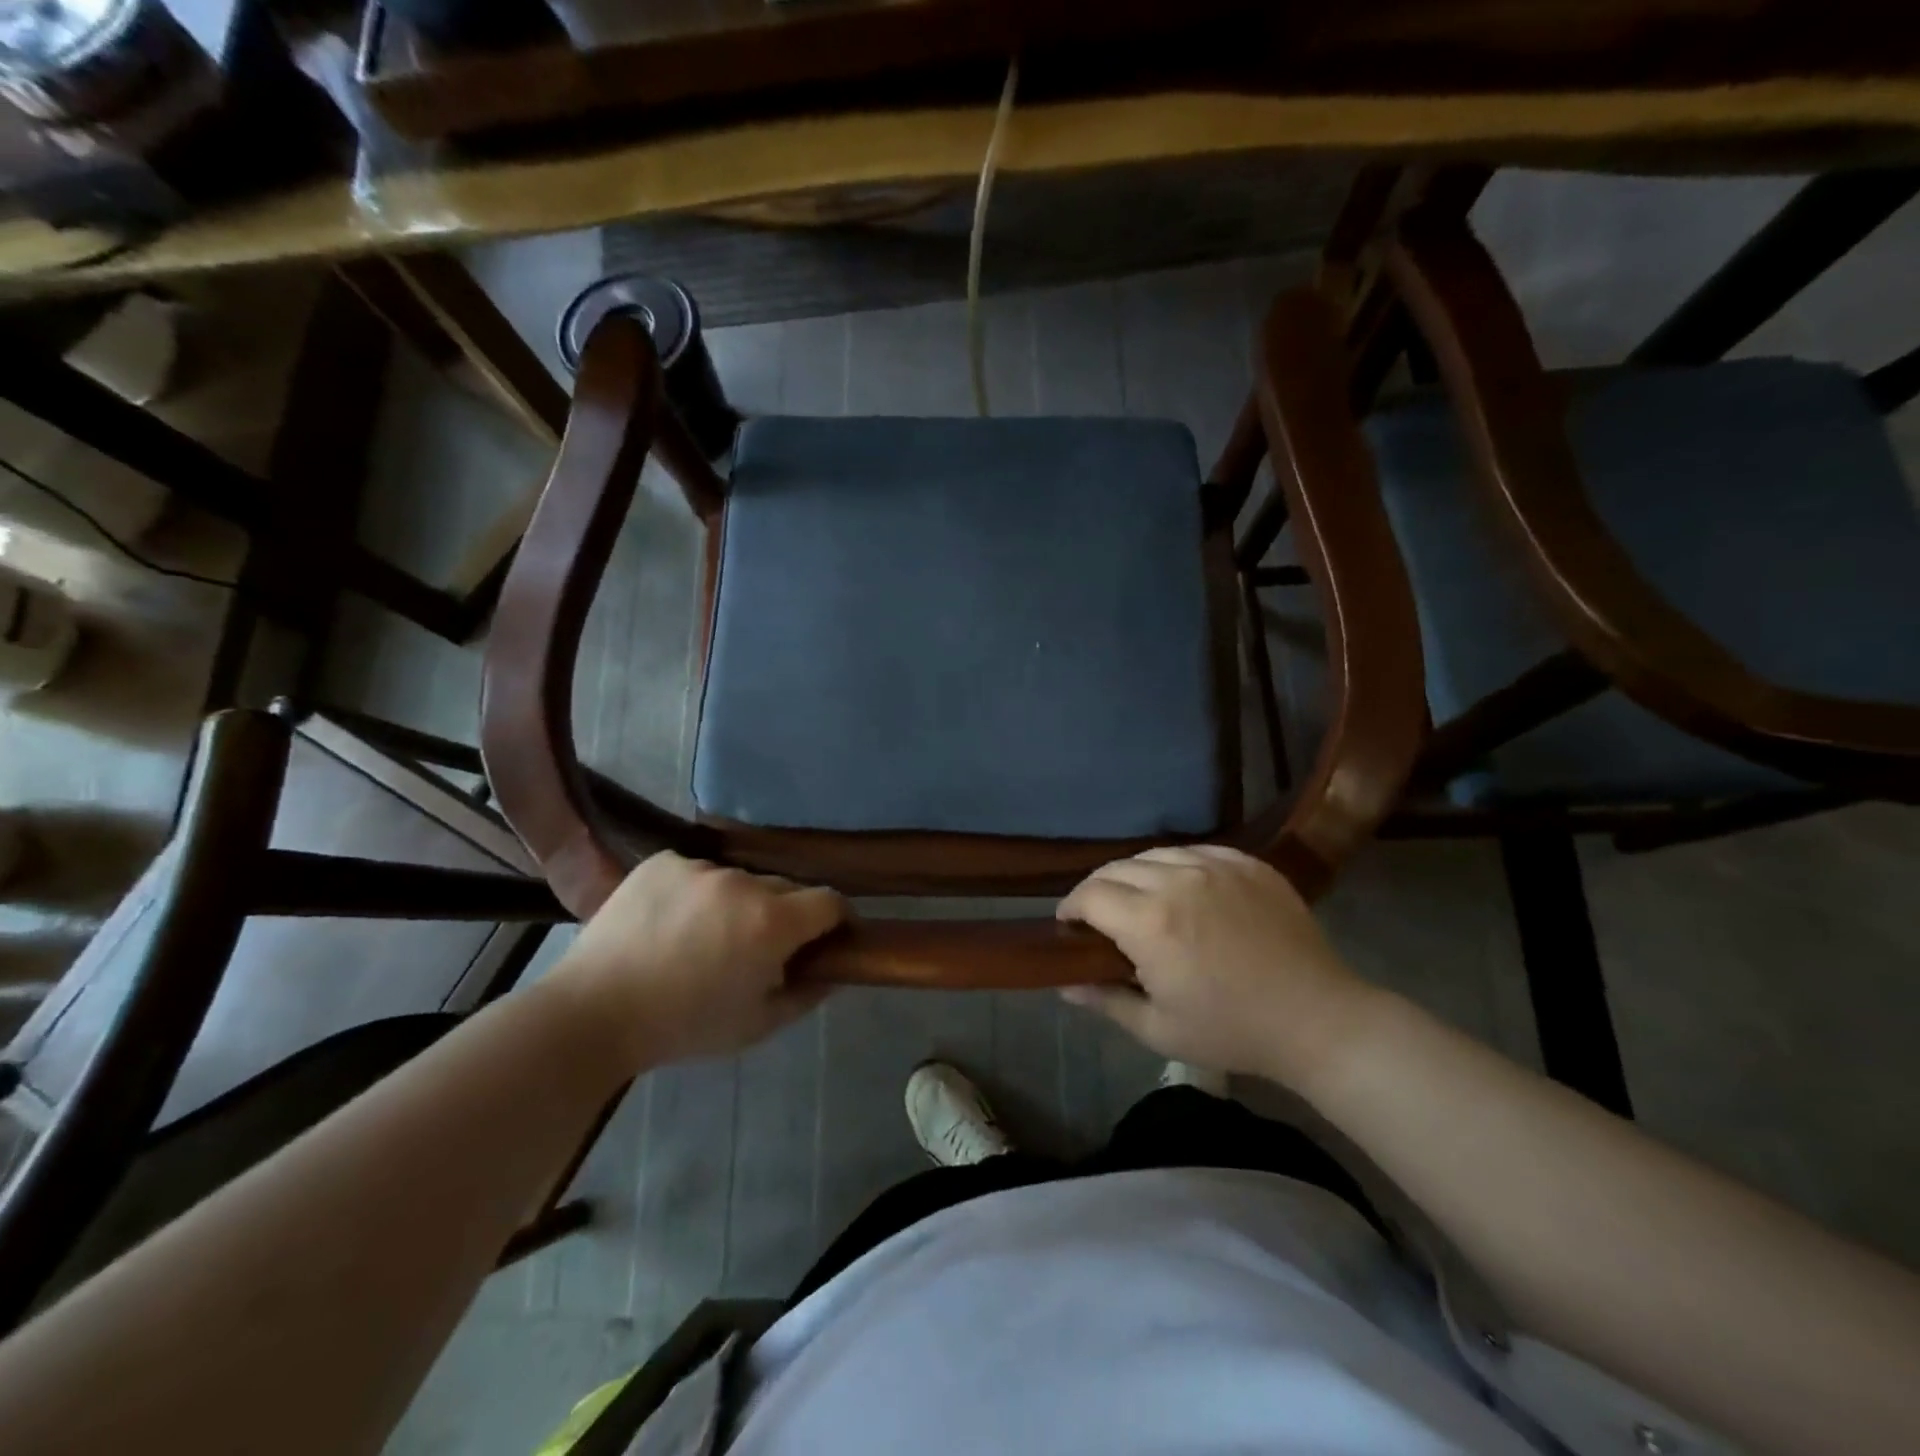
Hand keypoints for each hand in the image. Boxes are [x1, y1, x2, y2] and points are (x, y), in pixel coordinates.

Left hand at [548, 851, 845, 1071]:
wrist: (593, 1013)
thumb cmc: (683, 1027)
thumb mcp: (757, 1025)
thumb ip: (807, 994)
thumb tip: (834, 970)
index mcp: (772, 922)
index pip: (830, 901)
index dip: (836, 919)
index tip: (828, 939)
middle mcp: (743, 883)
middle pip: (786, 888)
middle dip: (786, 915)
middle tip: (759, 948)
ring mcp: (700, 867)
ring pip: (740, 880)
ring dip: (738, 903)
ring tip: (705, 937)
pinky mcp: (663, 862)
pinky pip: (697, 872)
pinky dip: (697, 893)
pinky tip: (671, 923)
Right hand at [1056, 845, 1377, 1089]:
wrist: (1316, 1019)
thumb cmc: (1231, 1030)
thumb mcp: (1158, 1028)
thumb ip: (1105, 1000)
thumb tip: (1063, 984)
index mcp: (1149, 922)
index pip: (1090, 895)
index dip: (1071, 908)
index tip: (1070, 926)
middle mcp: (1177, 881)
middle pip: (1116, 868)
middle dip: (1098, 890)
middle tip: (1100, 917)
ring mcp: (1216, 866)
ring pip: (1155, 854)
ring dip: (1136, 874)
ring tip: (1141, 899)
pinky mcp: (1248, 863)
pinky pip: (1197, 852)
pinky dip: (1178, 866)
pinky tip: (1185, 888)